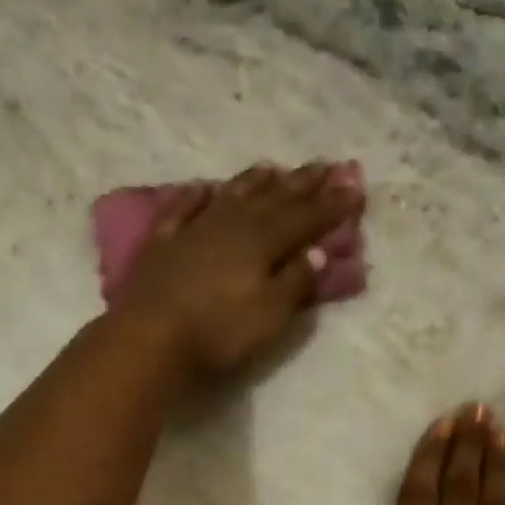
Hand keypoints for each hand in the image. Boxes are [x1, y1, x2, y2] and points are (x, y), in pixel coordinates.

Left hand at [107, 163, 360, 381]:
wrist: (149, 338)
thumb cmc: (217, 333)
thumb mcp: (269, 315)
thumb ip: (295, 282)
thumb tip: (317, 252)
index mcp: (262, 241)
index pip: (305, 218)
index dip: (332, 205)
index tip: (355, 188)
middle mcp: (231, 224)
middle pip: (272, 198)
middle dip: (301, 184)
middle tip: (324, 166)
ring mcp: (193, 230)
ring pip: (231, 196)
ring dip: (254, 182)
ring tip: (273, 168)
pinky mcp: (162, 244)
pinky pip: (182, 209)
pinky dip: (195, 197)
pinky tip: (202, 188)